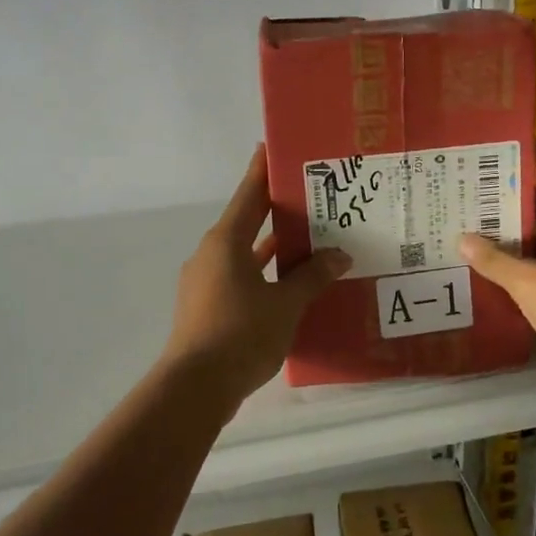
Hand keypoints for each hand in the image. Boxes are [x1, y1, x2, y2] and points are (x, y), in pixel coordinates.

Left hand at [163, 146, 350, 411]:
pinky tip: (288, 285)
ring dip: (271, 247)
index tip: (273, 148)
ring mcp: (205, 282)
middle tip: (308, 196)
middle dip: (275, 210)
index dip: (262, 171)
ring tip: (307, 239)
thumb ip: (312, 276)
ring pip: (244, 254)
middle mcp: (211, 255)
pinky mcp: (207, 308)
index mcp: (226, 242)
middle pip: (247, 222)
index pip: (249, 194)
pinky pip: (240, 278)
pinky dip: (263, 275)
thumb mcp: (285, 303)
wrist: (196, 387)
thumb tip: (339, 255)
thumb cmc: (241, 333)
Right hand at [460, 156, 535, 378]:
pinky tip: (506, 274)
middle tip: (470, 204)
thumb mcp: (527, 282)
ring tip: (479, 237)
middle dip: (510, 204)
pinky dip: (534, 263)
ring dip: (520, 238)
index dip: (518, 162)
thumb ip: (494, 260)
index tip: (485, 161)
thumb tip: (463, 239)